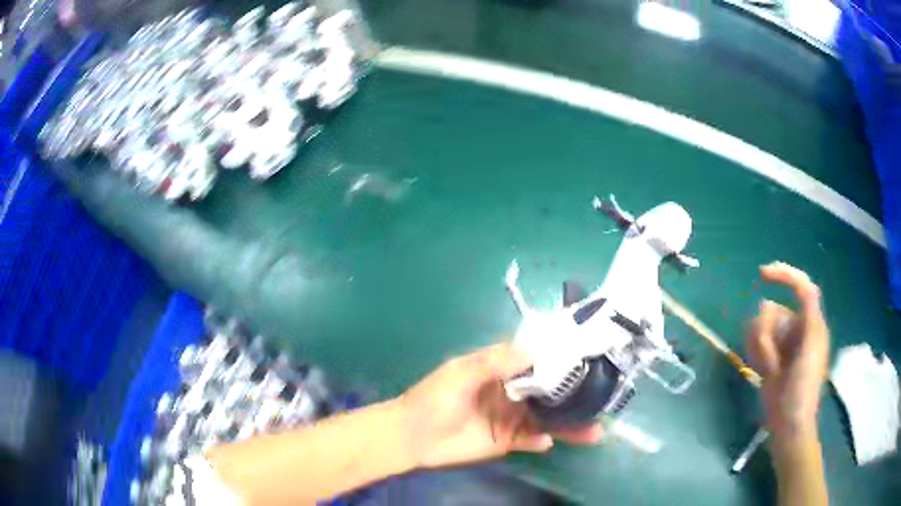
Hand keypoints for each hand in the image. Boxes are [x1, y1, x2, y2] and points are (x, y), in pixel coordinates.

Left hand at [397, 342, 603, 468]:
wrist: (412, 437)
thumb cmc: (433, 398)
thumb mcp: (461, 372)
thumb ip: (495, 361)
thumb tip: (535, 348)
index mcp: (502, 368)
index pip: (539, 358)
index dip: (563, 357)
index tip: (592, 355)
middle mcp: (513, 391)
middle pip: (552, 390)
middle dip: (576, 392)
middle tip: (604, 395)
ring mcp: (512, 418)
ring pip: (548, 418)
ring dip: (571, 423)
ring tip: (597, 429)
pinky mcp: (507, 441)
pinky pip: (531, 440)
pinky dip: (542, 440)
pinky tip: (548, 441)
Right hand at [747, 262, 829, 438]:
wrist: (788, 425)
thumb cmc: (803, 388)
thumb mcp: (812, 347)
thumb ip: (809, 312)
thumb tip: (799, 286)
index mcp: (812, 323)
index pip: (801, 287)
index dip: (784, 275)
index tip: (761, 274)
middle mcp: (797, 328)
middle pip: (773, 310)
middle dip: (767, 334)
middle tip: (771, 362)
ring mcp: (782, 344)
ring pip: (761, 326)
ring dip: (760, 347)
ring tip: (767, 370)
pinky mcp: (770, 356)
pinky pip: (755, 342)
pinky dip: (755, 353)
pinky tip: (761, 370)